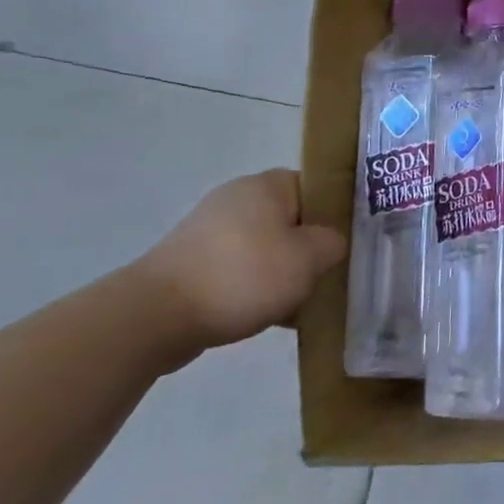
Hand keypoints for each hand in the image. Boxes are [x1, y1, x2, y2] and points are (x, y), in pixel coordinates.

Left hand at [135, 169, 345, 351]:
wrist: (154, 317)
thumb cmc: (243, 275)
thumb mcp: (310, 257)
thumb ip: (334, 242)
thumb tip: (330, 243)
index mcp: (267, 185)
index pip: (318, 187)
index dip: (338, 214)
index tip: (350, 243)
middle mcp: (237, 199)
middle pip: (293, 220)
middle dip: (311, 249)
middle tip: (330, 275)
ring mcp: (210, 232)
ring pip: (268, 248)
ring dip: (285, 272)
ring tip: (303, 303)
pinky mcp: (192, 263)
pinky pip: (241, 270)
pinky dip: (257, 289)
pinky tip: (271, 316)